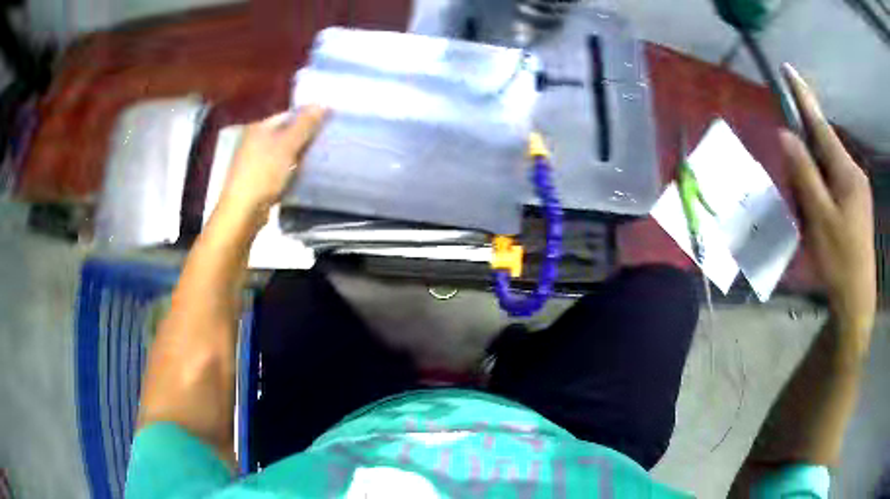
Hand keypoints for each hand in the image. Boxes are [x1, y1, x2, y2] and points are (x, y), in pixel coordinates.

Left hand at [219, 105, 327, 217]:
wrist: (242, 211)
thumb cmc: (263, 173)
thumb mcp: (287, 145)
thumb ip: (305, 124)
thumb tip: (323, 103)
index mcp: (259, 127)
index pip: (289, 114)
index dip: (309, 117)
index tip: (328, 124)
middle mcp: (254, 140)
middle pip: (286, 132)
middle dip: (305, 136)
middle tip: (327, 141)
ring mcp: (254, 161)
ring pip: (283, 151)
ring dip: (299, 154)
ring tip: (320, 157)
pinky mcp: (257, 179)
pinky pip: (279, 168)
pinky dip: (291, 169)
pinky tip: (303, 175)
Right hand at [780, 64, 875, 340]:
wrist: (857, 300)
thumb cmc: (839, 260)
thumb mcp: (819, 219)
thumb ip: (804, 174)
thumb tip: (786, 134)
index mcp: (847, 172)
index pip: (821, 125)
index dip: (803, 97)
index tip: (787, 70)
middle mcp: (854, 172)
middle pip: (823, 150)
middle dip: (805, 165)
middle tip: (799, 202)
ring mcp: (857, 189)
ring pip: (827, 170)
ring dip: (812, 186)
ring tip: (810, 222)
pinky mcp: (857, 203)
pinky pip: (834, 186)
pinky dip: (821, 196)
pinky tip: (819, 222)